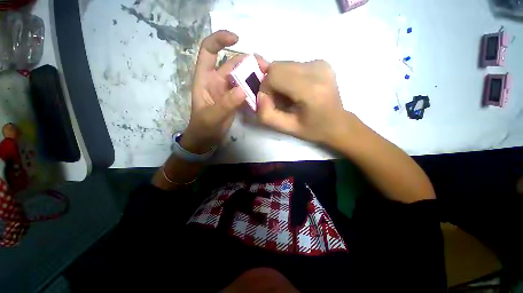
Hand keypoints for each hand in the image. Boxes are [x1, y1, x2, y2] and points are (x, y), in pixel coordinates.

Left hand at [182, 30, 268, 153]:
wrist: (207, 138)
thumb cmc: (204, 127)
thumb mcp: (212, 116)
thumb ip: (226, 104)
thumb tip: (243, 90)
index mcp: (205, 78)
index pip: (209, 51)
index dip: (220, 40)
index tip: (237, 39)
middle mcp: (217, 80)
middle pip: (233, 63)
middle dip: (248, 61)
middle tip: (266, 67)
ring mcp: (228, 90)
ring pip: (242, 76)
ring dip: (254, 74)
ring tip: (268, 77)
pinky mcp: (236, 99)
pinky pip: (246, 88)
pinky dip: (255, 87)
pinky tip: (264, 89)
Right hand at [256, 60, 351, 145]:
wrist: (338, 123)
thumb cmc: (313, 129)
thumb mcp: (287, 129)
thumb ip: (267, 115)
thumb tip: (260, 96)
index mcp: (311, 90)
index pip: (274, 75)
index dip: (265, 89)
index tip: (271, 103)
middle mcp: (317, 70)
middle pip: (277, 66)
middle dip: (271, 84)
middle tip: (278, 100)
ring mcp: (321, 63)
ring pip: (283, 64)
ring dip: (279, 81)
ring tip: (289, 96)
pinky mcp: (321, 61)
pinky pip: (293, 65)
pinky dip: (288, 77)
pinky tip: (297, 90)